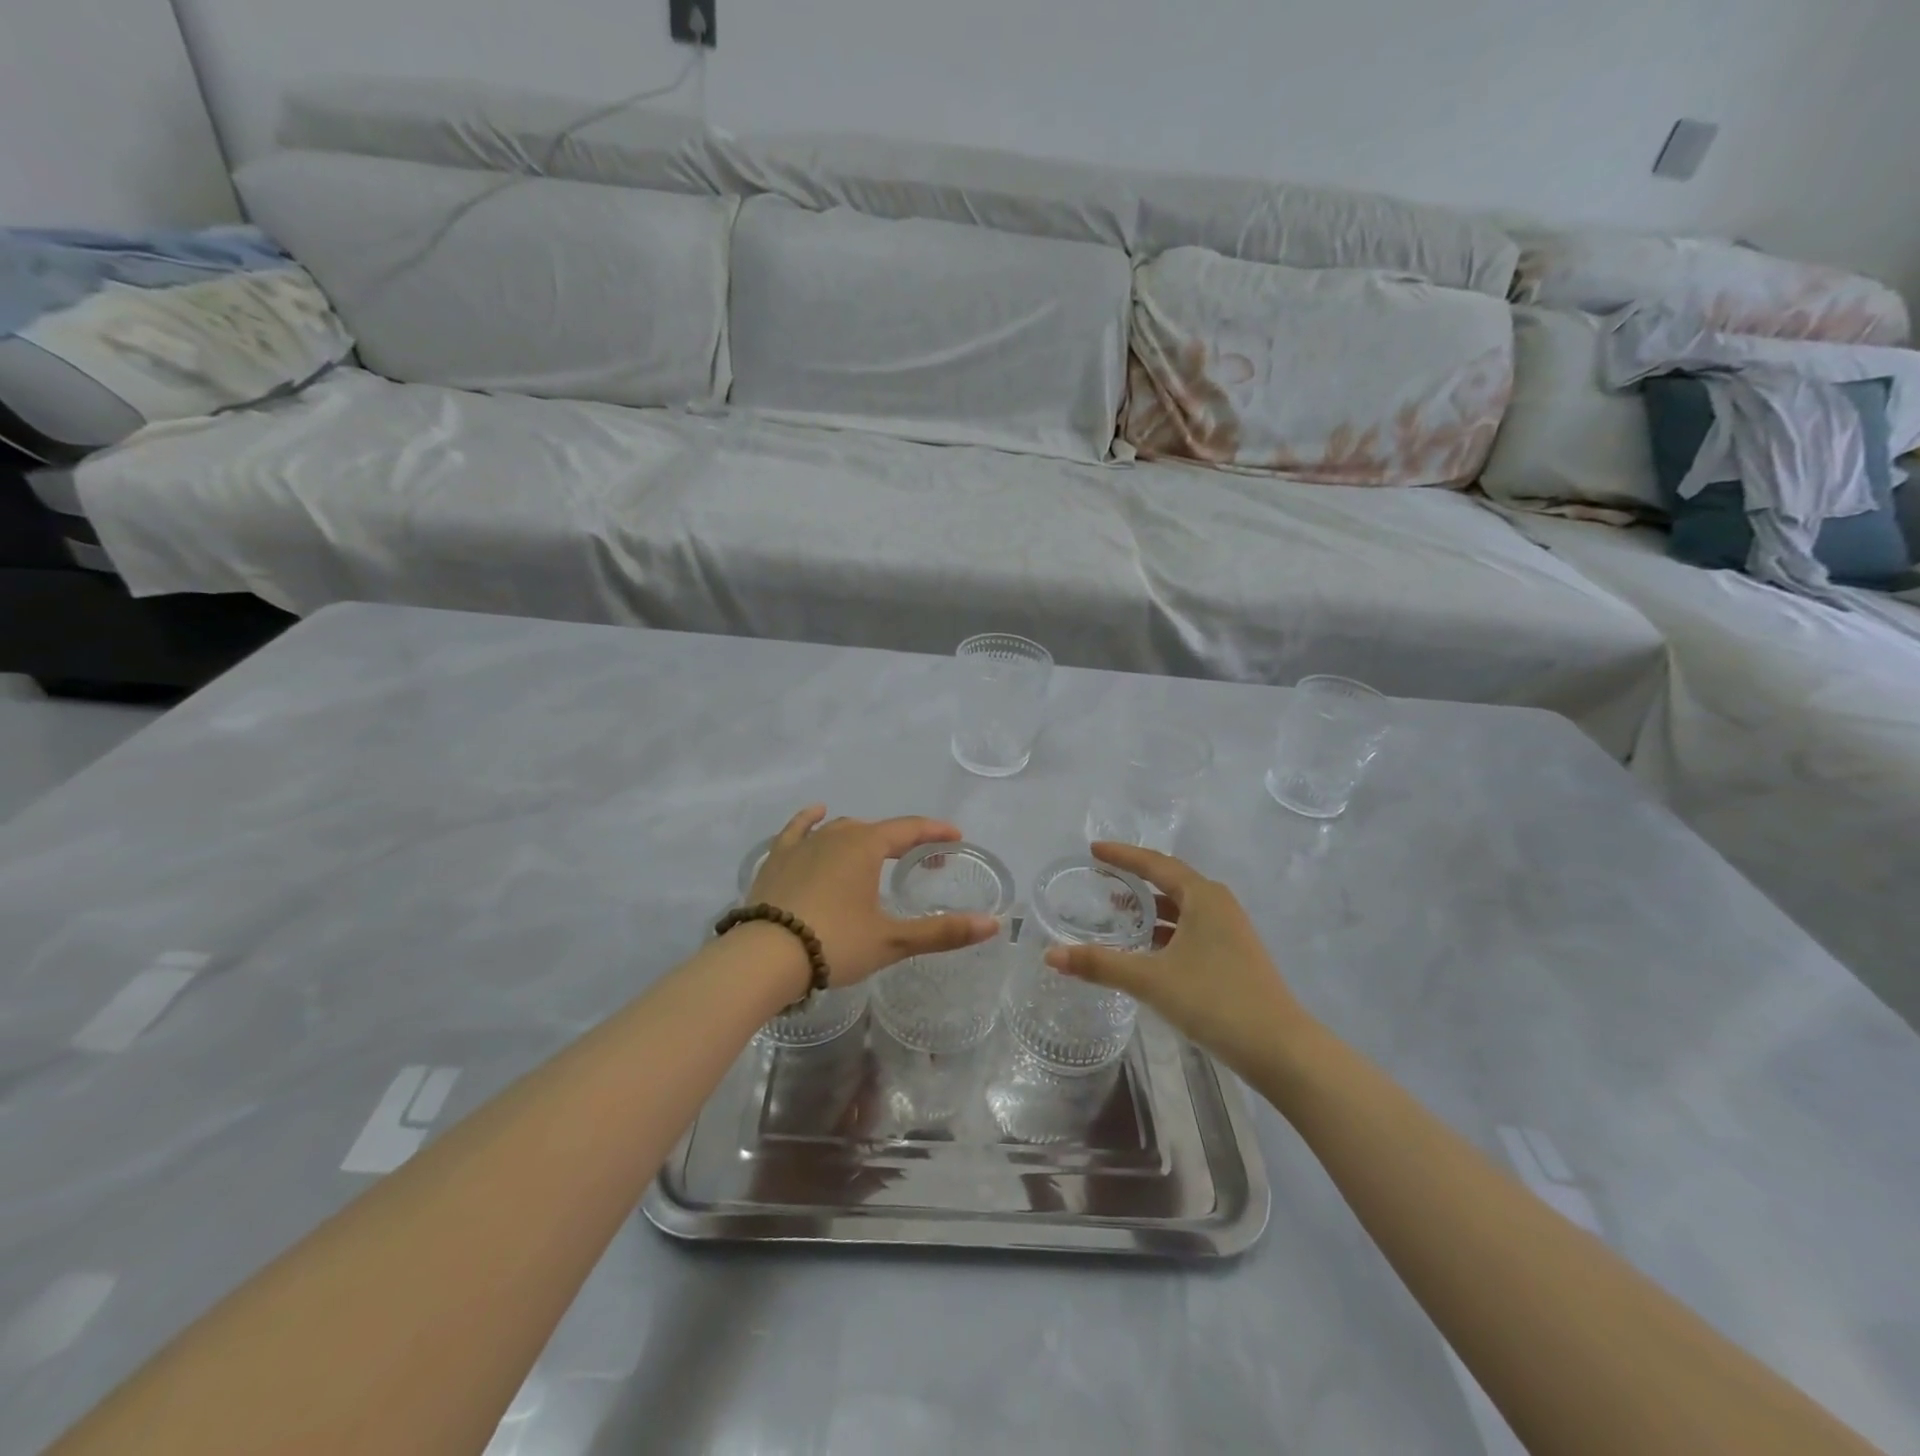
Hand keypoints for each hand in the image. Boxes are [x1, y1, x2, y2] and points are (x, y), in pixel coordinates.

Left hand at [746, 807, 999, 986]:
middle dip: (901, 841)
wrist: (764, 957)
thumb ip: (942, 931)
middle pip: (876, 829)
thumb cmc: (834, 943)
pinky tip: (816, 813)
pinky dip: (809, 820)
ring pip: (840, 829)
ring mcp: (802, 845)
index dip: (935, 831)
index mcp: (866, 846)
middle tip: (919, 861)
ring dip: (863, 836)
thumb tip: (992, 924)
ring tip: (875, 852)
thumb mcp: (892, 940)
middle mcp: (836, 835)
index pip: (909, 829)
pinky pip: (797, 830)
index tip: (955, 837)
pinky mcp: (776, 859)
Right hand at [1044, 842, 1314, 1075]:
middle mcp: (1218, 905)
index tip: (1093, 850)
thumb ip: (1100, 965)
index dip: (1122, 856)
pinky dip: (1164, 931)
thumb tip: (1050, 956)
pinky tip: (1145, 949)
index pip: (1154, 864)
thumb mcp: (1151, 980)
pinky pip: (1190, 929)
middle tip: (1101, 879)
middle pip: (1169, 882)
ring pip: (1181, 908)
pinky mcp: (1233, 956)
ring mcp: (1230, 931)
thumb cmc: (1215, 1000)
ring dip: (1150, 908)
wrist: (1280, 1048)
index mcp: (1203, 896)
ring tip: (1117, 912)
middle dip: (1135, 880)